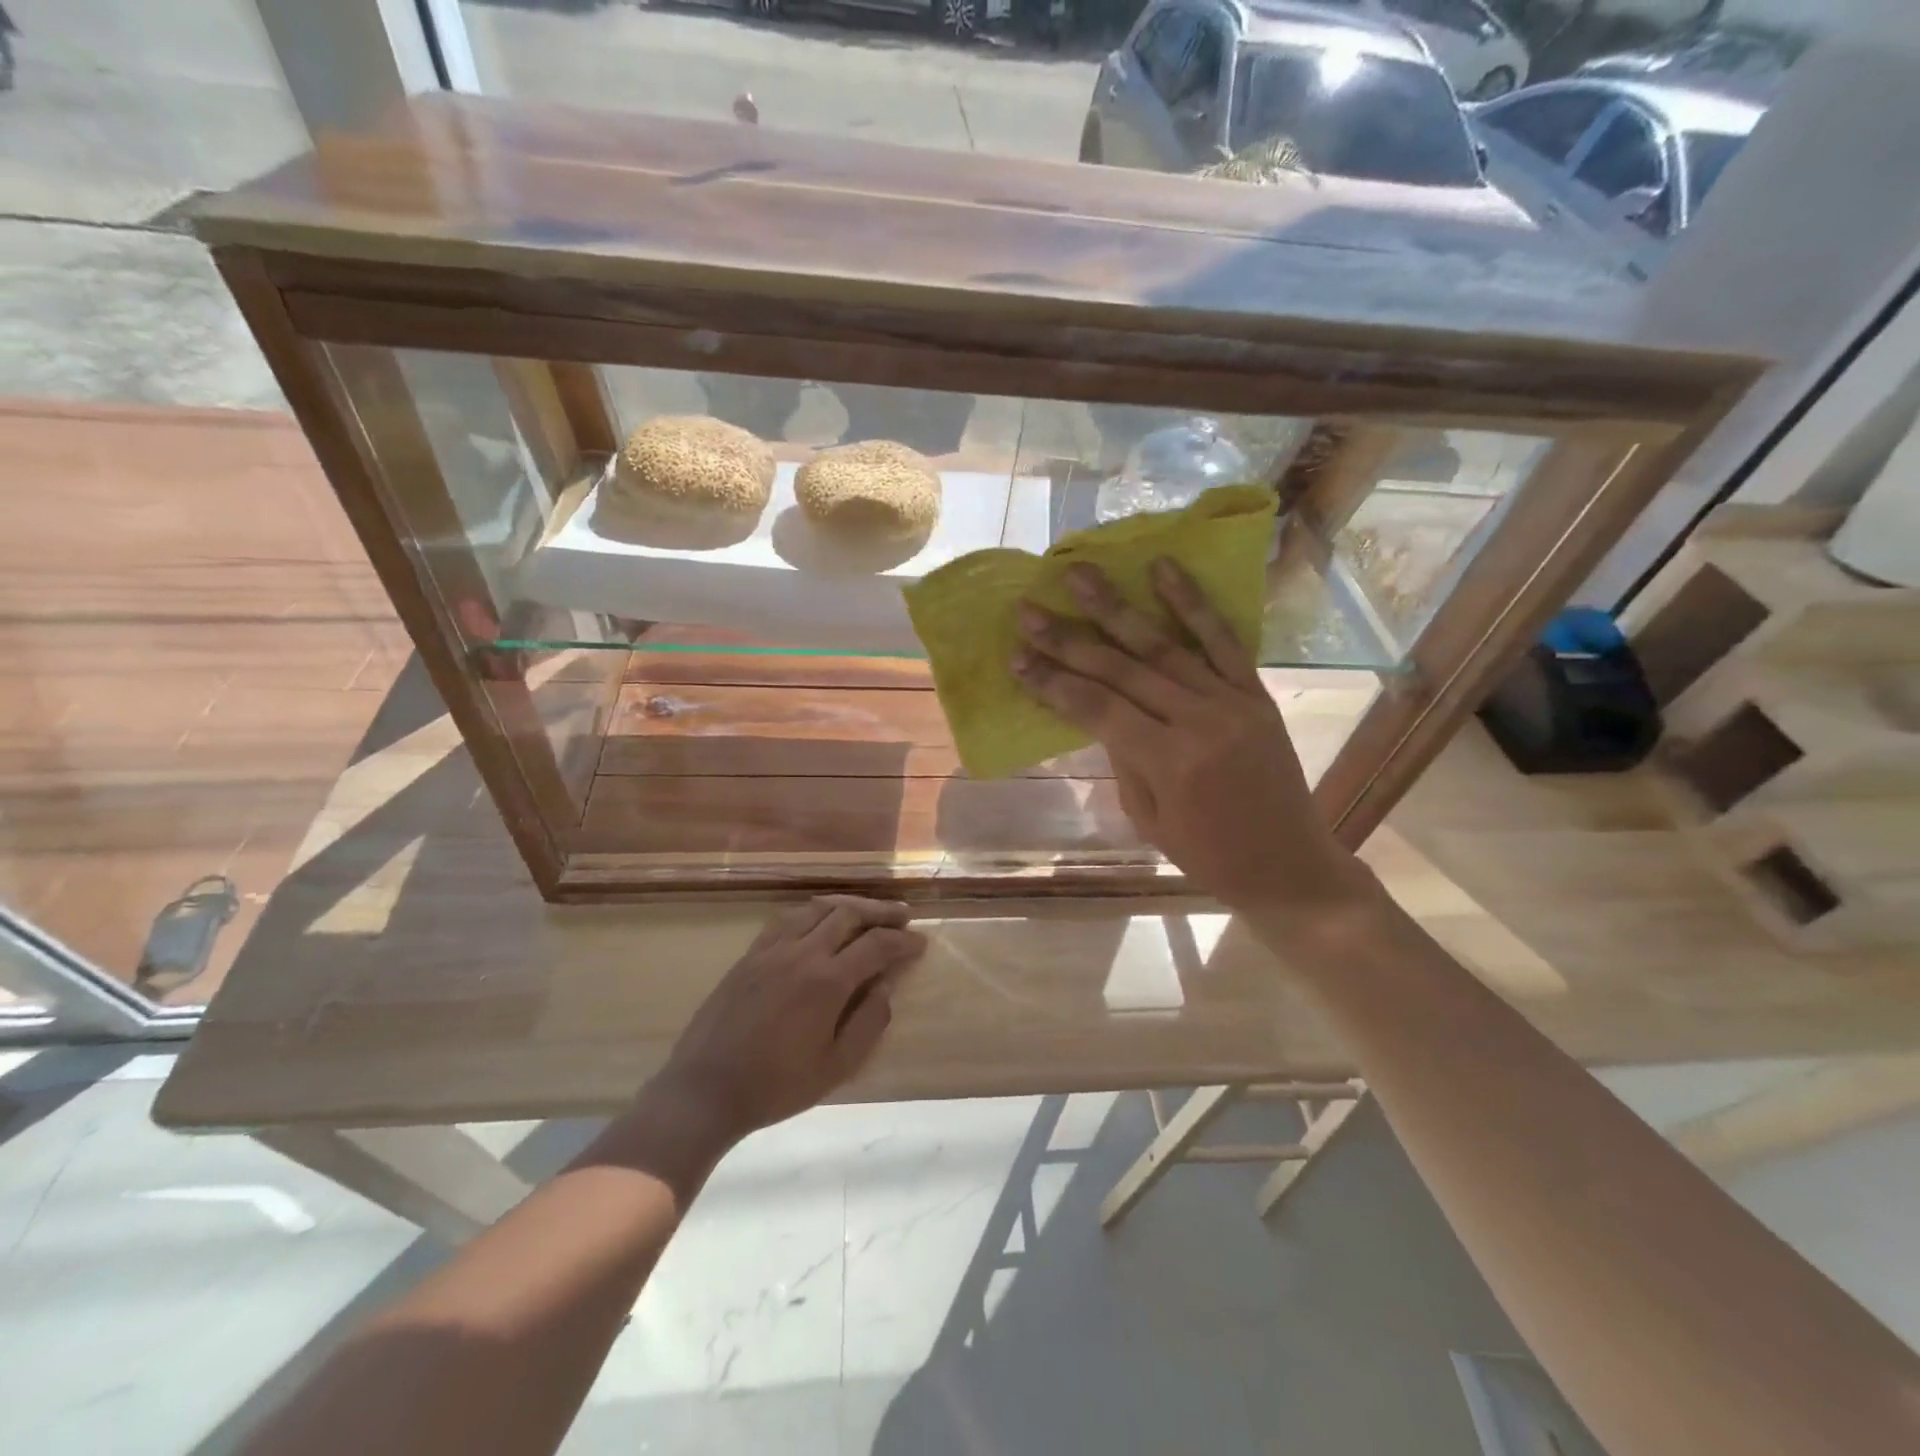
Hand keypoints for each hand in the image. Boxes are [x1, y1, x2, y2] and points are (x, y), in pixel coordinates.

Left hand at [652, 896, 925, 1145]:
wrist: (705, 1089)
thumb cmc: (776, 1086)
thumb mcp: (836, 1067)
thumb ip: (869, 1022)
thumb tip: (887, 986)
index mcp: (827, 981)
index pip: (877, 945)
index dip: (903, 941)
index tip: (921, 942)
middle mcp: (802, 953)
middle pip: (849, 914)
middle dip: (881, 912)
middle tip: (902, 916)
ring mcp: (772, 949)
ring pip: (817, 909)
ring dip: (848, 905)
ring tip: (867, 912)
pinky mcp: (750, 954)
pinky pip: (787, 918)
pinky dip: (813, 912)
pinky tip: (820, 921)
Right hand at [1012, 559, 1372, 913]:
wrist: (1290, 866)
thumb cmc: (1208, 856)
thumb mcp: (1149, 818)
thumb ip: (1124, 757)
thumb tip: (1100, 710)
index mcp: (1169, 762)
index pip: (1097, 709)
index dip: (1053, 681)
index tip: (1016, 656)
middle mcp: (1200, 721)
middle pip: (1122, 669)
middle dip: (1069, 638)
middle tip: (1029, 609)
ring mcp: (1232, 700)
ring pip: (1163, 645)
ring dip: (1117, 608)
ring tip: (1080, 574)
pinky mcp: (1256, 692)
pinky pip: (1222, 640)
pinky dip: (1192, 603)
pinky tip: (1164, 568)